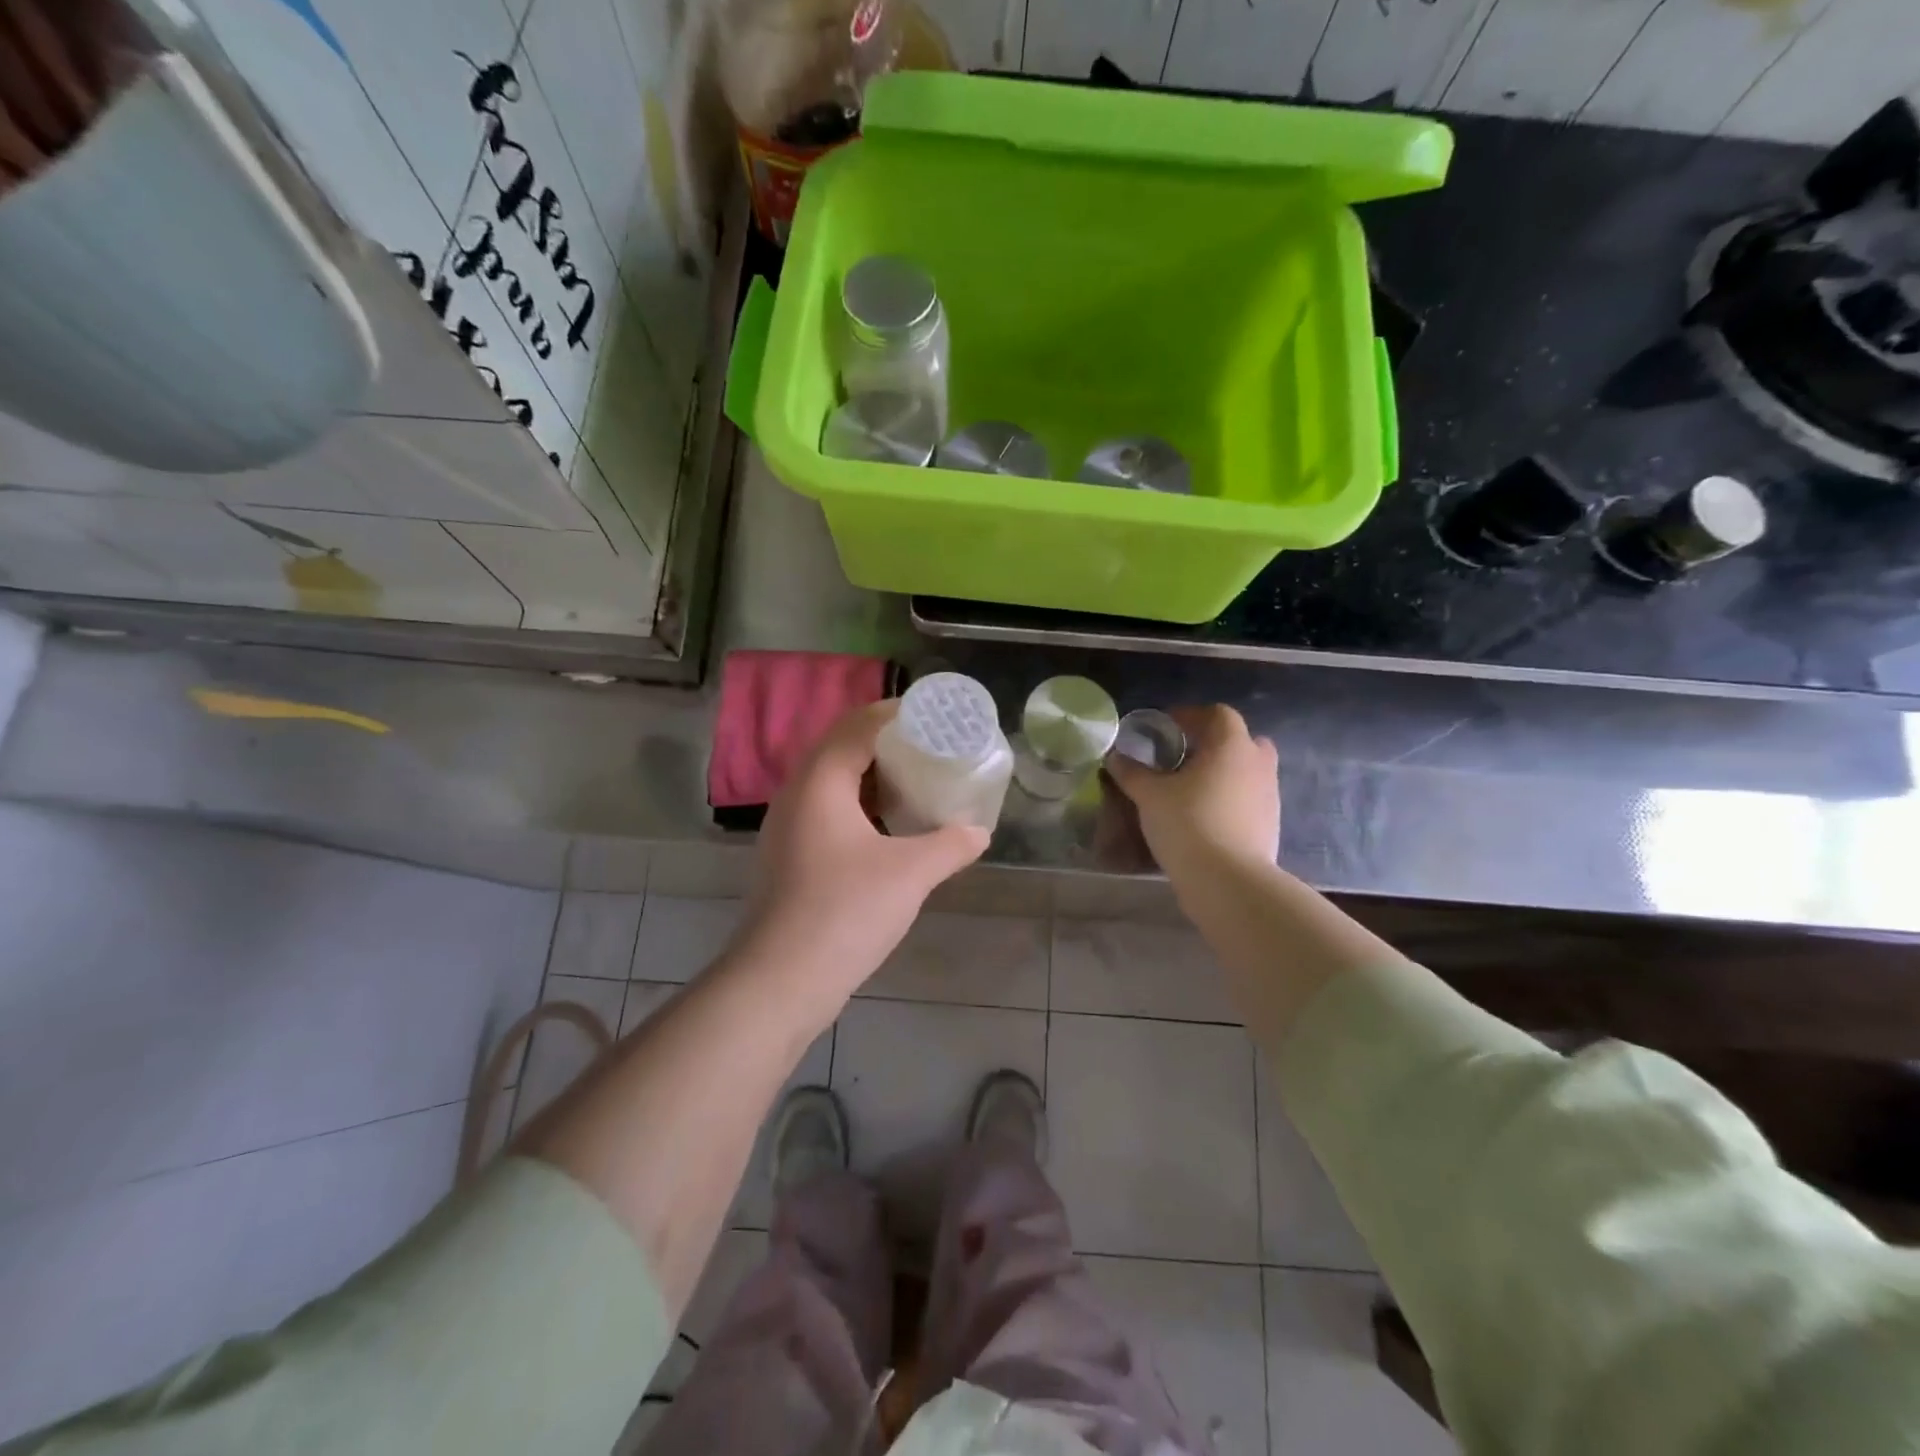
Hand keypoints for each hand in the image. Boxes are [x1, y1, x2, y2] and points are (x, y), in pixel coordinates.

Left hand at [737, 701, 988, 1007]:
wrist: (781, 980)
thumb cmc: (845, 911)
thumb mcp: (911, 874)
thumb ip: (950, 845)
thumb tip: (978, 832)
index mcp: (820, 782)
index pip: (857, 726)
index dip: (894, 715)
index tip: (933, 717)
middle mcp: (796, 795)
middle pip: (841, 748)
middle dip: (885, 743)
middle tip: (929, 748)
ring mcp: (787, 828)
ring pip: (832, 783)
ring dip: (871, 777)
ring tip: (914, 783)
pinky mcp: (789, 857)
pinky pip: (826, 812)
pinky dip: (858, 807)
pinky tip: (888, 830)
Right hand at [1105, 705, 1279, 877]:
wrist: (1227, 881)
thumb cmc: (1188, 823)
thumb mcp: (1149, 795)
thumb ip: (1132, 772)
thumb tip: (1115, 757)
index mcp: (1231, 745)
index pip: (1217, 714)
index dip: (1190, 715)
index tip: (1165, 728)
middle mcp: (1257, 764)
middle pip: (1240, 740)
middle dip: (1213, 744)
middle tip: (1183, 757)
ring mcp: (1270, 795)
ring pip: (1246, 771)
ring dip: (1222, 773)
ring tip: (1190, 790)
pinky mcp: (1271, 824)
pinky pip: (1249, 799)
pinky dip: (1230, 800)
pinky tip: (1204, 817)